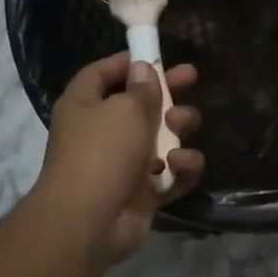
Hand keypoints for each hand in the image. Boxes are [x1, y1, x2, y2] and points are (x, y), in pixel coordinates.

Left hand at [32, 52, 204, 269]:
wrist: (89, 222)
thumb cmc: (102, 153)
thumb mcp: (125, 109)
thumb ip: (142, 88)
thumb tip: (143, 69)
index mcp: (85, 105)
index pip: (103, 73)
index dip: (128, 61)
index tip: (156, 54)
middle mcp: (101, 132)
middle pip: (139, 104)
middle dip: (167, 93)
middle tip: (192, 79)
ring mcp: (123, 164)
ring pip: (161, 138)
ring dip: (178, 129)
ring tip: (181, 127)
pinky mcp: (143, 193)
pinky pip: (171, 174)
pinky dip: (180, 168)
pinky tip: (179, 164)